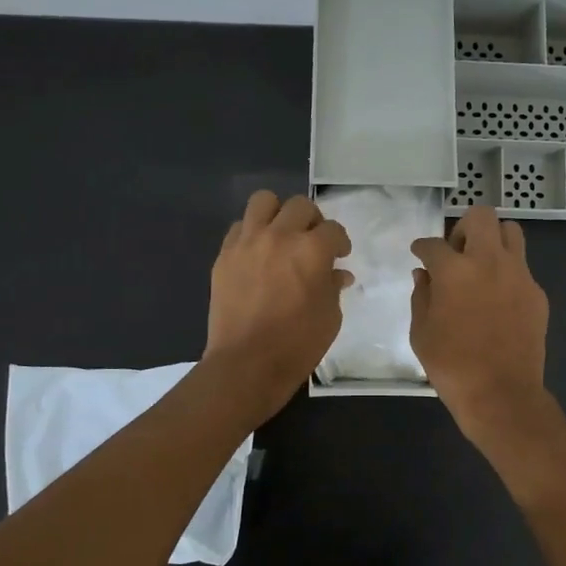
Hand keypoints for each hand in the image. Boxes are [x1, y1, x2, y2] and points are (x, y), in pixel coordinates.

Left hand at [202, 191, 352, 424]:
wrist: (246, 363)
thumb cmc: (297, 344)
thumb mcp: (330, 317)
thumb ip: (333, 287)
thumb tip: (337, 274)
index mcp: (311, 250)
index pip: (333, 230)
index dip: (340, 242)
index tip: (340, 256)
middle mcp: (279, 236)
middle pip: (300, 206)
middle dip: (313, 221)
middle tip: (313, 242)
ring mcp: (247, 242)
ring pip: (263, 201)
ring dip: (278, 214)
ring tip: (282, 234)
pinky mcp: (225, 255)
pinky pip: (238, 227)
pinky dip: (251, 233)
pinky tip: (258, 254)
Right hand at [410, 204, 550, 442]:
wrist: (501, 394)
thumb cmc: (452, 365)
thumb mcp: (421, 332)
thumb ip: (421, 296)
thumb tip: (424, 275)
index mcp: (454, 270)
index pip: (433, 244)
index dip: (422, 247)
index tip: (419, 253)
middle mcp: (489, 261)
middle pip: (481, 216)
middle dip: (463, 227)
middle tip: (455, 251)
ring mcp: (519, 275)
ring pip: (511, 232)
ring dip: (493, 240)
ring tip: (481, 265)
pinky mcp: (537, 293)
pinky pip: (522, 267)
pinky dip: (507, 272)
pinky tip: (497, 298)